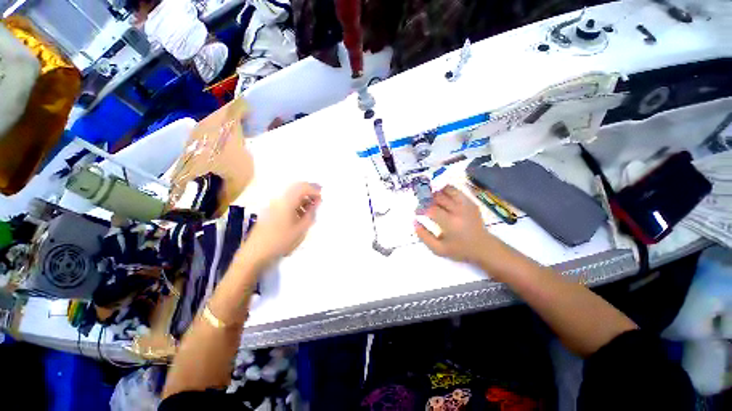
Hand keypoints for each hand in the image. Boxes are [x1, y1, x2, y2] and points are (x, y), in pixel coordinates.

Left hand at [243, 182, 321, 266]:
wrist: (255, 253)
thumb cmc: (280, 241)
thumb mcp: (300, 229)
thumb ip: (310, 215)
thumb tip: (316, 204)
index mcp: (287, 201)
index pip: (303, 187)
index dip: (314, 190)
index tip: (322, 197)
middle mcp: (279, 199)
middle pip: (296, 187)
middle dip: (309, 191)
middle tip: (319, 199)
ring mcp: (273, 204)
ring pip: (291, 194)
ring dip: (303, 197)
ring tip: (311, 207)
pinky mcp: (270, 210)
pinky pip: (286, 201)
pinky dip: (296, 203)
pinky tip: (300, 213)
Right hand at [415, 185, 491, 262]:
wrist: (483, 247)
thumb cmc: (459, 249)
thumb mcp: (438, 249)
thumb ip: (424, 236)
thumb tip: (414, 222)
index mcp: (450, 223)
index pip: (431, 209)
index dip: (421, 209)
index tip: (417, 212)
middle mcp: (458, 211)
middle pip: (438, 197)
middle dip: (428, 199)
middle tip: (424, 205)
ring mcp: (466, 205)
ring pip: (448, 189)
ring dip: (437, 193)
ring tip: (434, 200)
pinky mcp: (470, 202)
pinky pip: (456, 191)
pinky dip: (447, 192)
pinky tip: (444, 199)